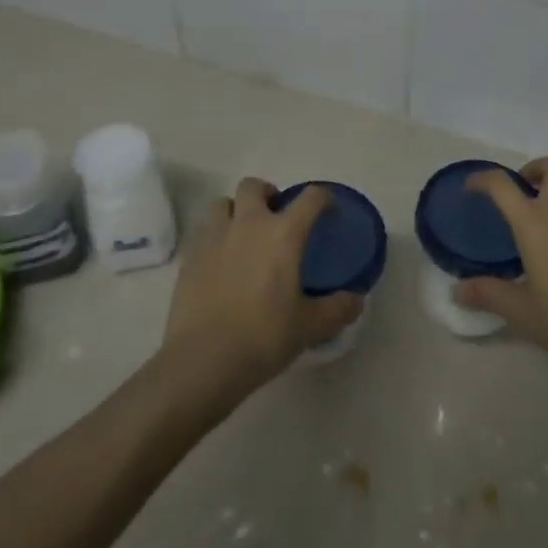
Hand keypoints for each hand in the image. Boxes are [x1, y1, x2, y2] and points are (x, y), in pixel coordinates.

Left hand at [160, 177, 361, 401]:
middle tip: (275, 218)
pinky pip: (204, 232)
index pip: (310, 198)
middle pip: (254, 186)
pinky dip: (215, 237)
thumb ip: (338, 309)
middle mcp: (248, 224)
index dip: (323, 198)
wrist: (202, 361)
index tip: (328, 210)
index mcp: (283, 234)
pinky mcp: (190, 257)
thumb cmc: (263, 337)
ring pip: (223, 204)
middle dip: (267, 194)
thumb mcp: (310, 327)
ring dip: (236, 211)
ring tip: (243, 236)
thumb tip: (357, 300)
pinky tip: (221, 262)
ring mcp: (214, 238)